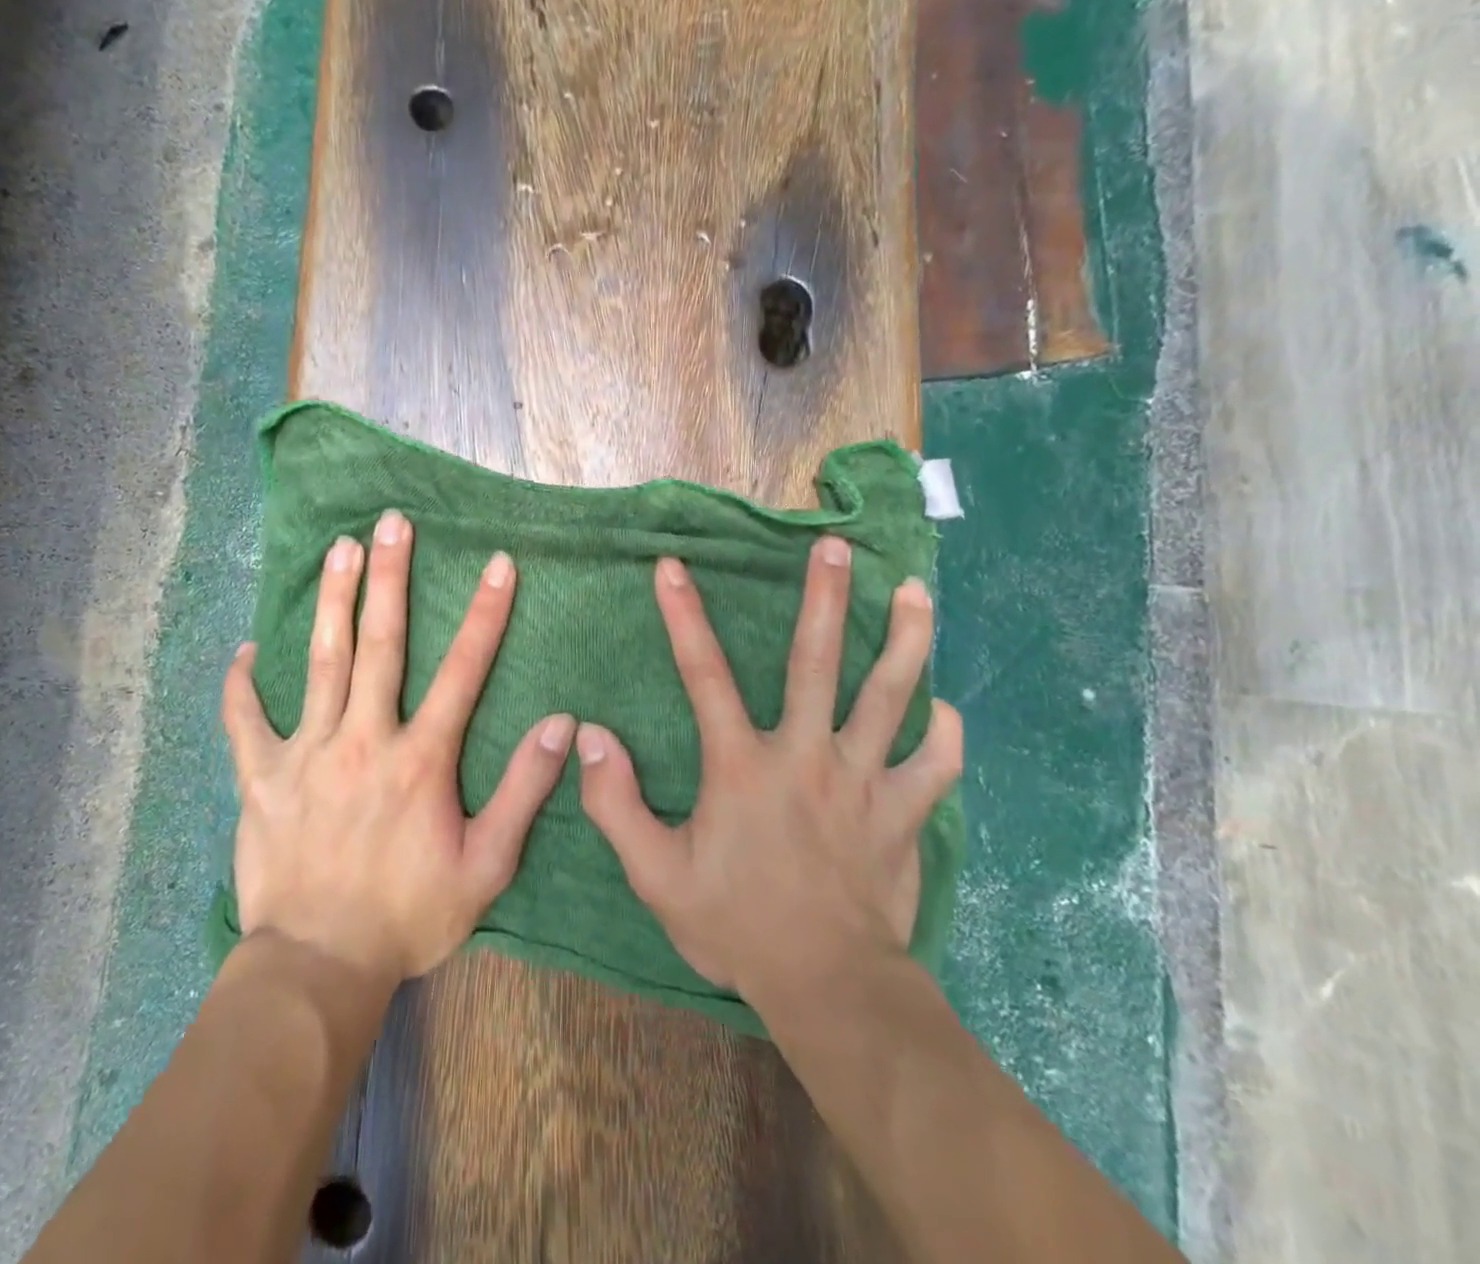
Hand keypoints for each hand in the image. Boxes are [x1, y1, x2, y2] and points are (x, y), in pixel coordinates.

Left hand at [222, 511, 573, 984]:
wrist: (318, 966)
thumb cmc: (408, 916)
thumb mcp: (486, 867)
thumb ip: (523, 793)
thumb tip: (559, 726)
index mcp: (420, 759)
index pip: (462, 671)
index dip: (484, 614)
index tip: (496, 563)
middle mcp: (363, 739)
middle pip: (379, 644)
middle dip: (390, 578)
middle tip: (392, 523)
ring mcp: (306, 753)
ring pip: (320, 662)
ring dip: (333, 602)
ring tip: (339, 548)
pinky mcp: (261, 777)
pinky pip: (244, 722)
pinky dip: (241, 685)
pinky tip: (243, 651)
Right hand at [576, 537, 962, 1009]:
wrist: (827, 987)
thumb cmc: (736, 924)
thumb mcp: (655, 874)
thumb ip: (614, 803)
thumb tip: (588, 737)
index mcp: (741, 766)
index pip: (704, 675)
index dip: (683, 616)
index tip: (673, 567)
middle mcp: (806, 756)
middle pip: (817, 662)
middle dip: (825, 599)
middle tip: (835, 548)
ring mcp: (863, 781)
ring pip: (892, 696)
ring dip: (905, 640)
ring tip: (915, 591)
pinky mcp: (904, 813)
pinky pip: (936, 763)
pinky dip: (944, 733)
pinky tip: (946, 710)